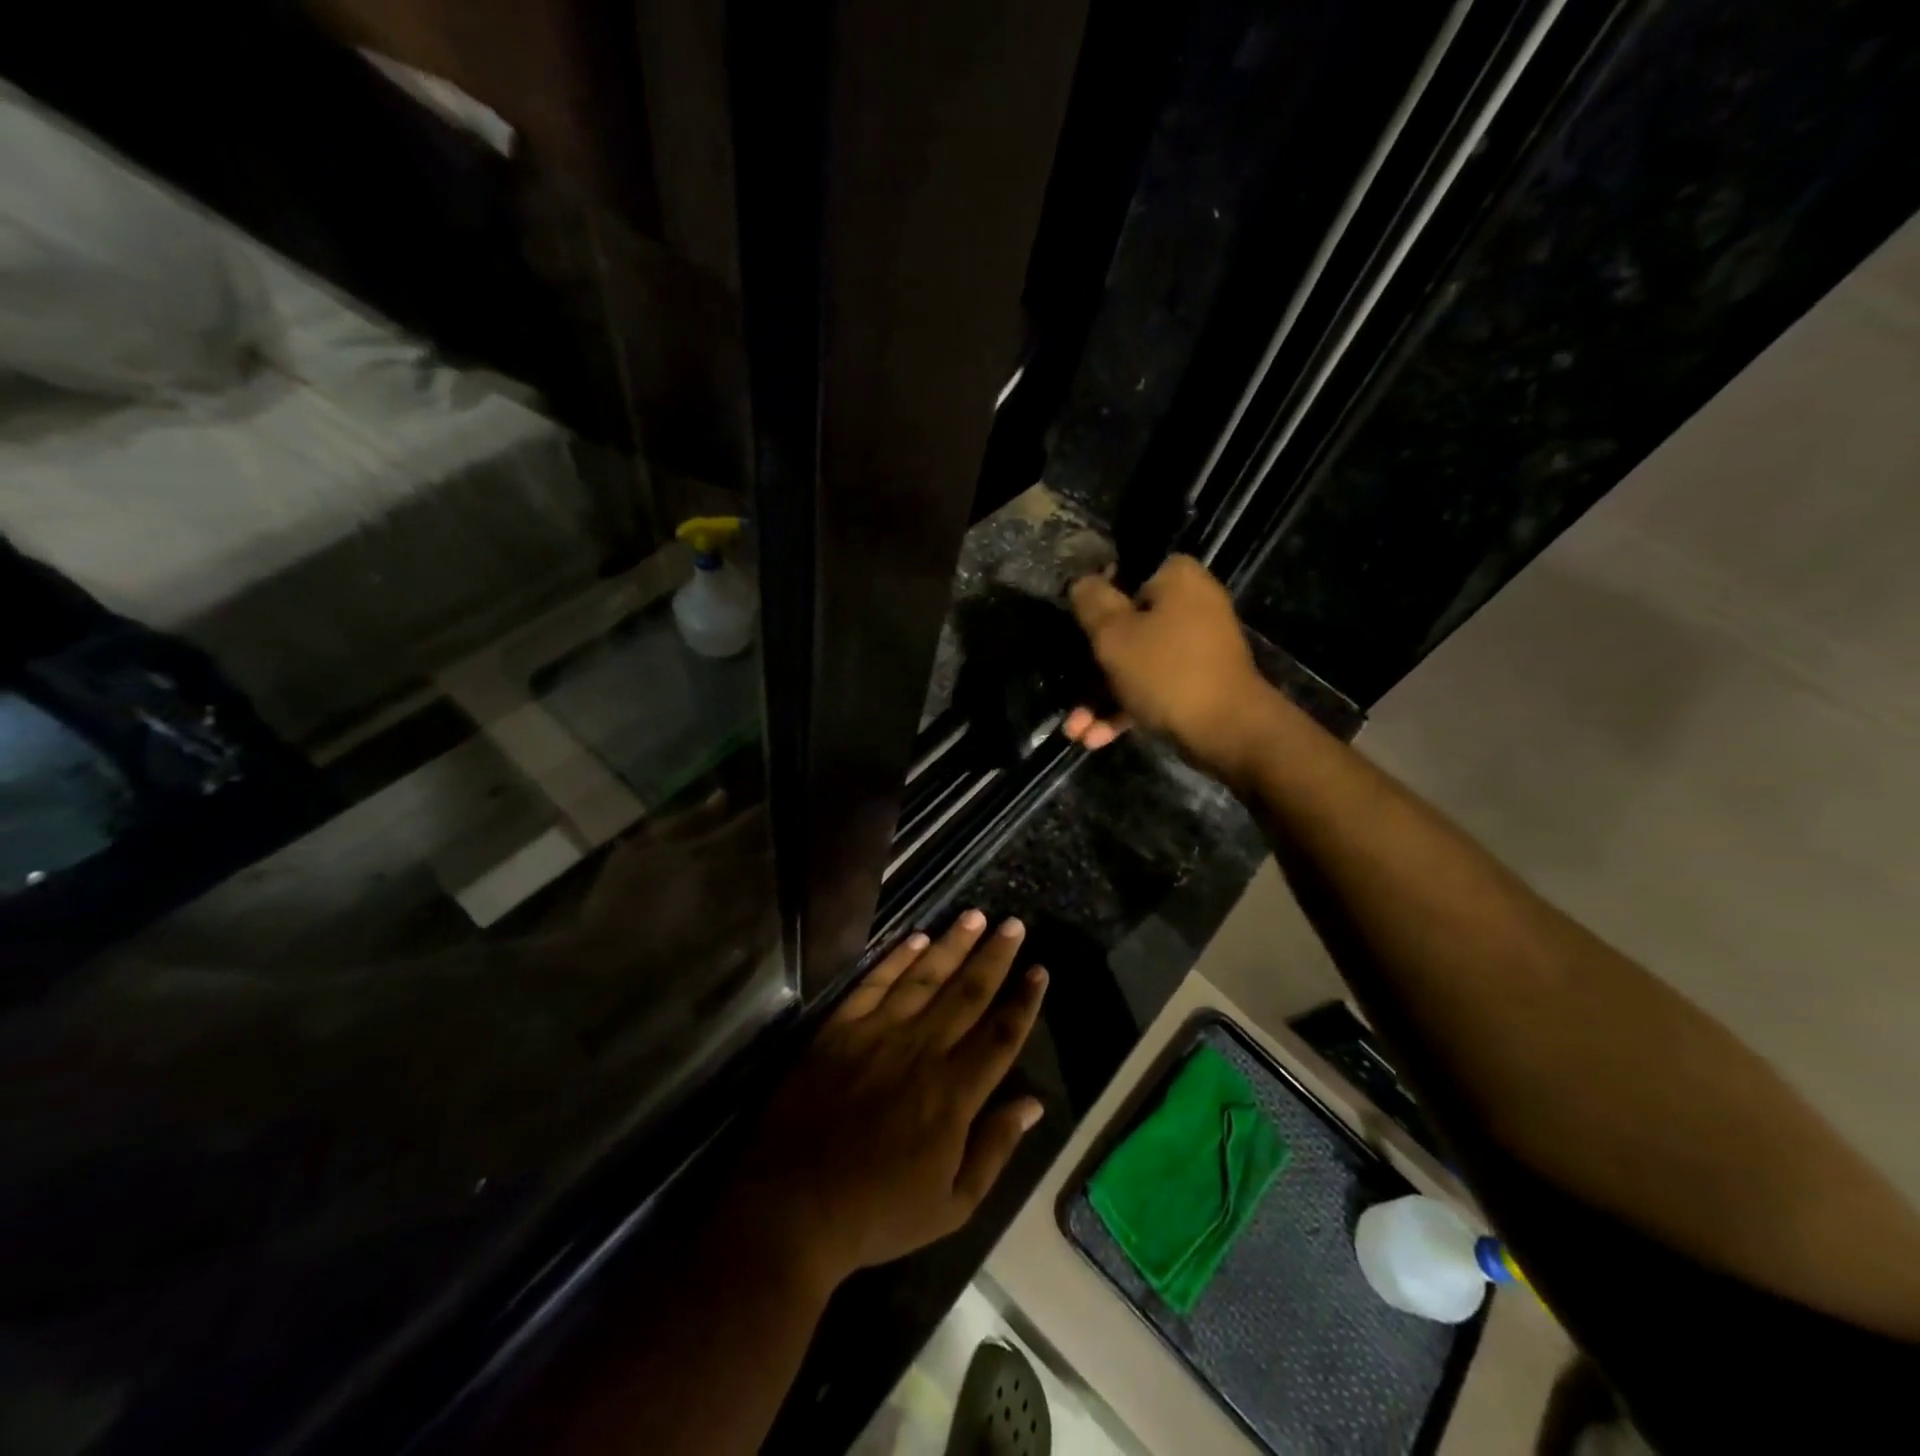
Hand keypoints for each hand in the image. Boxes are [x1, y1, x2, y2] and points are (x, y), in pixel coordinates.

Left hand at [734, 910, 1047, 1292]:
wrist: (791, 1208)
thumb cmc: (877, 1213)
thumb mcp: (952, 1205)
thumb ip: (996, 1149)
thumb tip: (1034, 1103)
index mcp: (954, 1093)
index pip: (1001, 1035)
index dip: (1023, 1001)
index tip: (1039, 970)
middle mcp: (922, 1051)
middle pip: (968, 994)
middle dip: (995, 957)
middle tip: (1014, 924)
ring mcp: (878, 1034)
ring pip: (925, 978)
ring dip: (953, 944)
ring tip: (975, 916)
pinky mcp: (840, 1029)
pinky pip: (875, 983)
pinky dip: (898, 958)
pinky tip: (917, 938)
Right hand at [1064, 555, 1271, 777]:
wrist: (1228, 732)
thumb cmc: (1166, 672)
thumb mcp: (1114, 635)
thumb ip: (1092, 603)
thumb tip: (1081, 582)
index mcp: (1177, 579)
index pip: (1125, 576)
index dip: (1093, 602)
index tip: (1073, 628)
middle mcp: (1191, 605)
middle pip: (1126, 627)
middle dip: (1091, 669)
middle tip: (1067, 692)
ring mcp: (1196, 647)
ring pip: (1135, 665)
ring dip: (1101, 699)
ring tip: (1075, 731)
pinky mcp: (1196, 683)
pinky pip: (1152, 688)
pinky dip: (1125, 711)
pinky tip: (1095, 738)